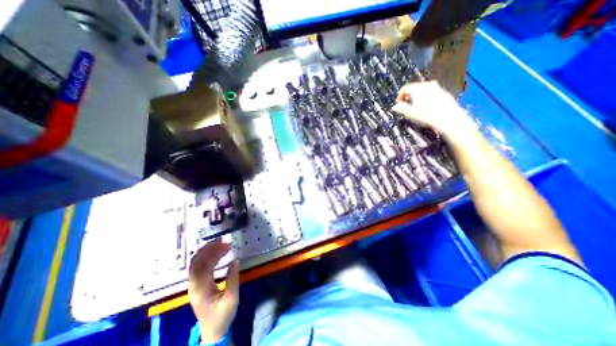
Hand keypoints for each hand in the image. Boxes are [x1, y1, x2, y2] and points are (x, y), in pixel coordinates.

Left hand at [188, 237, 237, 342]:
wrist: (212, 332)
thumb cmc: (222, 316)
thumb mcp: (232, 299)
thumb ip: (233, 279)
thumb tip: (235, 261)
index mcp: (200, 289)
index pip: (201, 265)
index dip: (212, 252)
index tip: (225, 244)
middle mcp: (194, 285)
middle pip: (196, 261)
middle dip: (210, 248)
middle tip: (224, 241)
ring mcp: (195, 285)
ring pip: (198, 263)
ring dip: (209, 251)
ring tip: (224, 245)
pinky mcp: (198, 285)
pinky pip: (201, 267)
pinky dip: (209, 257)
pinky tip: (220, 254)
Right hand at [391, 80, 477, 139]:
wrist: (448, 118)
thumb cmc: (426, 115)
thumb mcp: (409, 113)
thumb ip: (401, 108)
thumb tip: (395, 106)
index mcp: (417, 88)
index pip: (404, 88)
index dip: (399, 97)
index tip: (398, 105)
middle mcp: (427, 84)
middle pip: (414, 88)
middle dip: (408, 97)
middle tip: (406, 107)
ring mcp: (437, 87)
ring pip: (423, 90)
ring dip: (417, 98)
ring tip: (416, 108)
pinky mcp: (444, 93)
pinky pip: (431, 93)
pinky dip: (426, 99)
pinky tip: (427, 108)